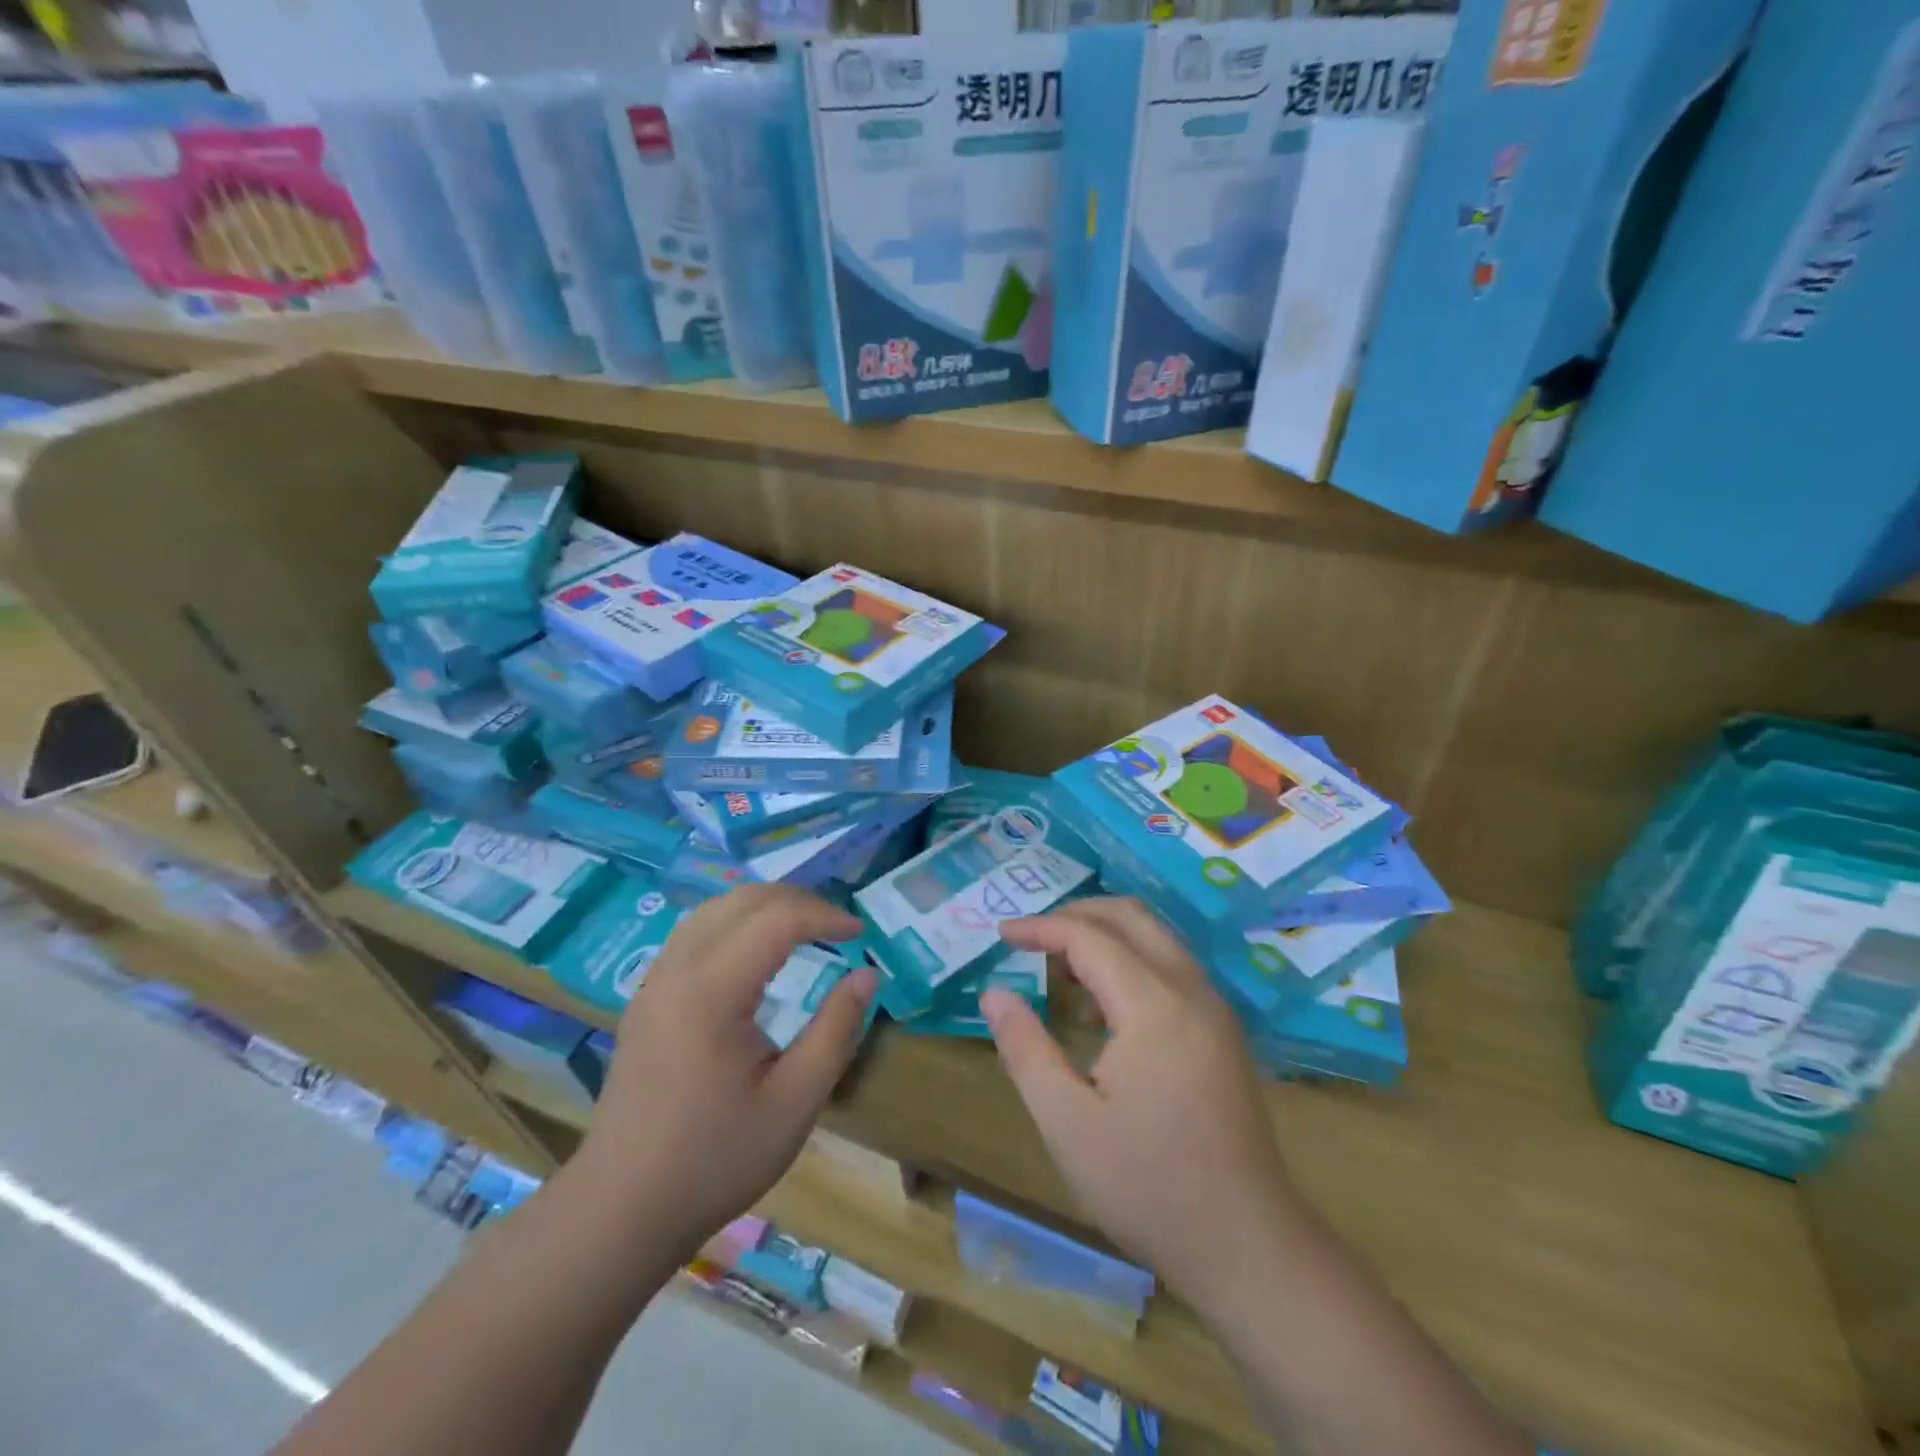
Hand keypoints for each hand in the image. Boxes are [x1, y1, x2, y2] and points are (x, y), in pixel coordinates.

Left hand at [574, 884, 875, 1263]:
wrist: (621, 1210)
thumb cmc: (714, 1160)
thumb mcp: (795, 1102)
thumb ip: (836, 1030)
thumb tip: (866, 976)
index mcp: (710, 992)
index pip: (775, 919)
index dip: (823, 916)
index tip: (859, 935)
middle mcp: (676, 971)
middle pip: (742, 901)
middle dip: (797, 901)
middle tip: (837, 928)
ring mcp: (654, 982)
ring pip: (714, 909)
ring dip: (764, 907)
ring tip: (805, 929)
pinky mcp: (647, 998)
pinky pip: (695, 933)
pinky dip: (736, 923)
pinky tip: (758, 953)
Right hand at [981, 898, 1297, 1306]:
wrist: (1248, 1246)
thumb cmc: (1148, 1186)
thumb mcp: (1067, 1123)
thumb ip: (1026, 1049)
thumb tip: (995, 993)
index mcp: (1154, 1004)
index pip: (1089, 936)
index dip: (1040, 928)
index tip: (1001, 936)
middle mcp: (1191, 989)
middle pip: (1130, 917)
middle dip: (1076, 914)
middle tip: (1031, 939)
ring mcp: (1215, 1009)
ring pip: (1156, 937)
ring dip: (1105, 936)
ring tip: (1060, 971)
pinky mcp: (1223, 1032)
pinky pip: (1172, 967)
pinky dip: (1131, 961)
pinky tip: (1103, 1009)